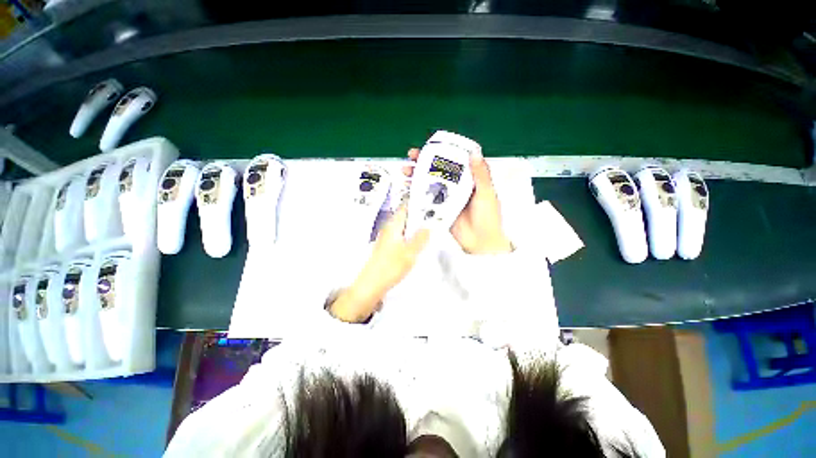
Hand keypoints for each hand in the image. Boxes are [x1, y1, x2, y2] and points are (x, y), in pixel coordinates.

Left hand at [328, 206, 429, 322]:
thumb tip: (428, 227)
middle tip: (434, 217)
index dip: (418, 203)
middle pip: (406, 217)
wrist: (371, 285)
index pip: (406, 207)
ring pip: (405, 227)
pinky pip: (402, 237)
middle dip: (420, 216)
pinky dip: (411, 237)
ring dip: (416, 227)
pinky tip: (418, 244)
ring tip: (429, 229)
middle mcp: (389, 229)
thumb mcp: (410, 252)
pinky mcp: (388, 248)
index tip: (430, 202)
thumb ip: (420, 238)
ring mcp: (388, 238)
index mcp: (393, 225)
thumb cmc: (389, 267)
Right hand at [403, 148, 512, 254]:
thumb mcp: (486, 193)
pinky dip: (417, 194)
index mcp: (470, 179)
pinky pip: (427, 199)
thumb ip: (481, 175)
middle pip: (438, 170)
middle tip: (412, 157)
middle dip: (424, 162)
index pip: (454, 161)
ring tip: (406, 172)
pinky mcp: (440, 209)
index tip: (430, 146)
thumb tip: (474, 153)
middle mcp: (456, 186)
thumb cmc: (488, 217)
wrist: (480, 242)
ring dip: (417, 176)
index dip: (442, 152)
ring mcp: (446, 198)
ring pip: (430, 183)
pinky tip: (408, 189)